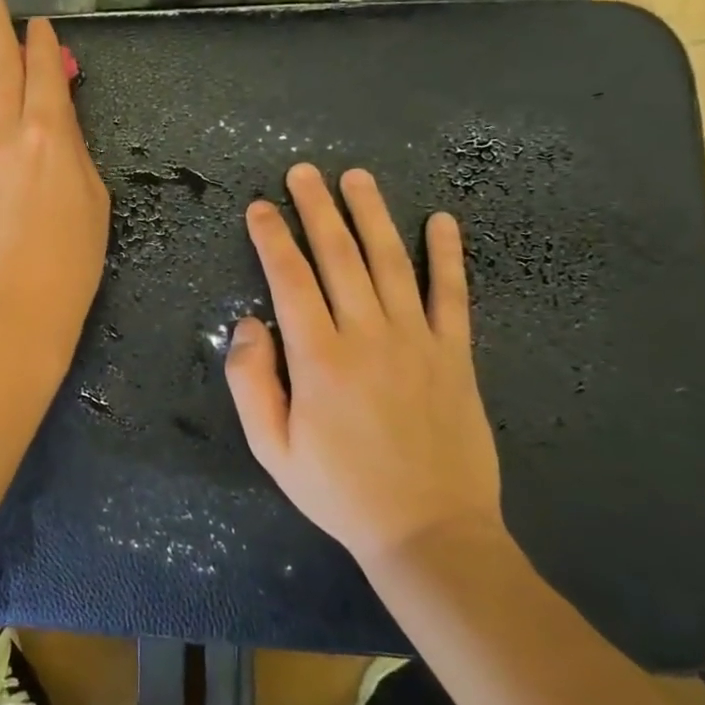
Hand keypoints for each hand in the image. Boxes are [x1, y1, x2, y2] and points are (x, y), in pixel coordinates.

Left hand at [0, 0, 109, 382]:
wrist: (11, 307)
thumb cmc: (70, 261)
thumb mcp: (94, 200)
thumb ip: (74, 153)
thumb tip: (57, 126)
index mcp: (50, 134)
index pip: (45, 75)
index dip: (43, 45)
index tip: (38, 24)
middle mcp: (6, 131)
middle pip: (0, 70)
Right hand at [225, 163, 504, 571]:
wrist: (431, 533)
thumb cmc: (340, 491)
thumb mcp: (272, 448)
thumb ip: (250, 381)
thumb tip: (249, 323)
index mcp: (319, 357)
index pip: (290, 278)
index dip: (273, 237)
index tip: (260, 206)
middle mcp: (368, 334)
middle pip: (339, 255)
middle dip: (318, 208)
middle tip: (304, 171)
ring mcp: (417, 340)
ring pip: (391, 261)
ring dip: (372, 214)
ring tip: (357, 178)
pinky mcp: (455, 355)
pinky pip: (452, 294)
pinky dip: (448, 255)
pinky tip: (442, 221)